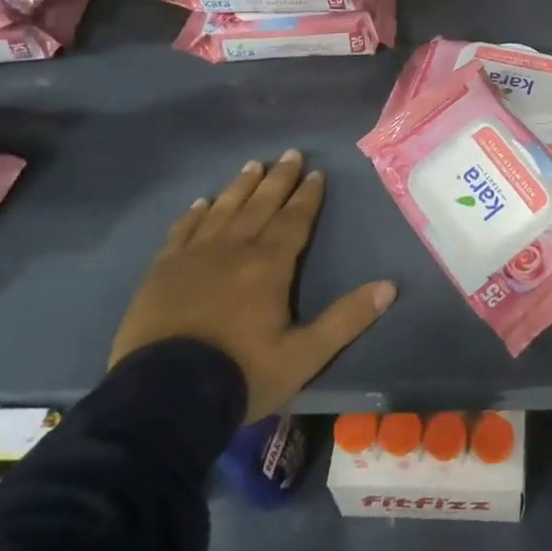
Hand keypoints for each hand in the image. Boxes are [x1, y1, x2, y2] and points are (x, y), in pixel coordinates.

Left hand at [109, 150, 395, 422]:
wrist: (164, 397)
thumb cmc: (241, 374)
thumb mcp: (304, 355)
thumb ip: (346, 319)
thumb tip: (389, 286)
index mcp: (269, 265)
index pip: (294, 220)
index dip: (308, 196)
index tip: (317, 172)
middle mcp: (233, 249)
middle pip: (260, 205)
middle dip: (278, 179)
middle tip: (290, 154)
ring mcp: (193, 257)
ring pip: (222, 210)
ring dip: (240, 187)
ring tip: (253, 165)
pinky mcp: (161, 271)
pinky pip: (182, 231)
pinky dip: (194, 214)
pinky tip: (201, 202)